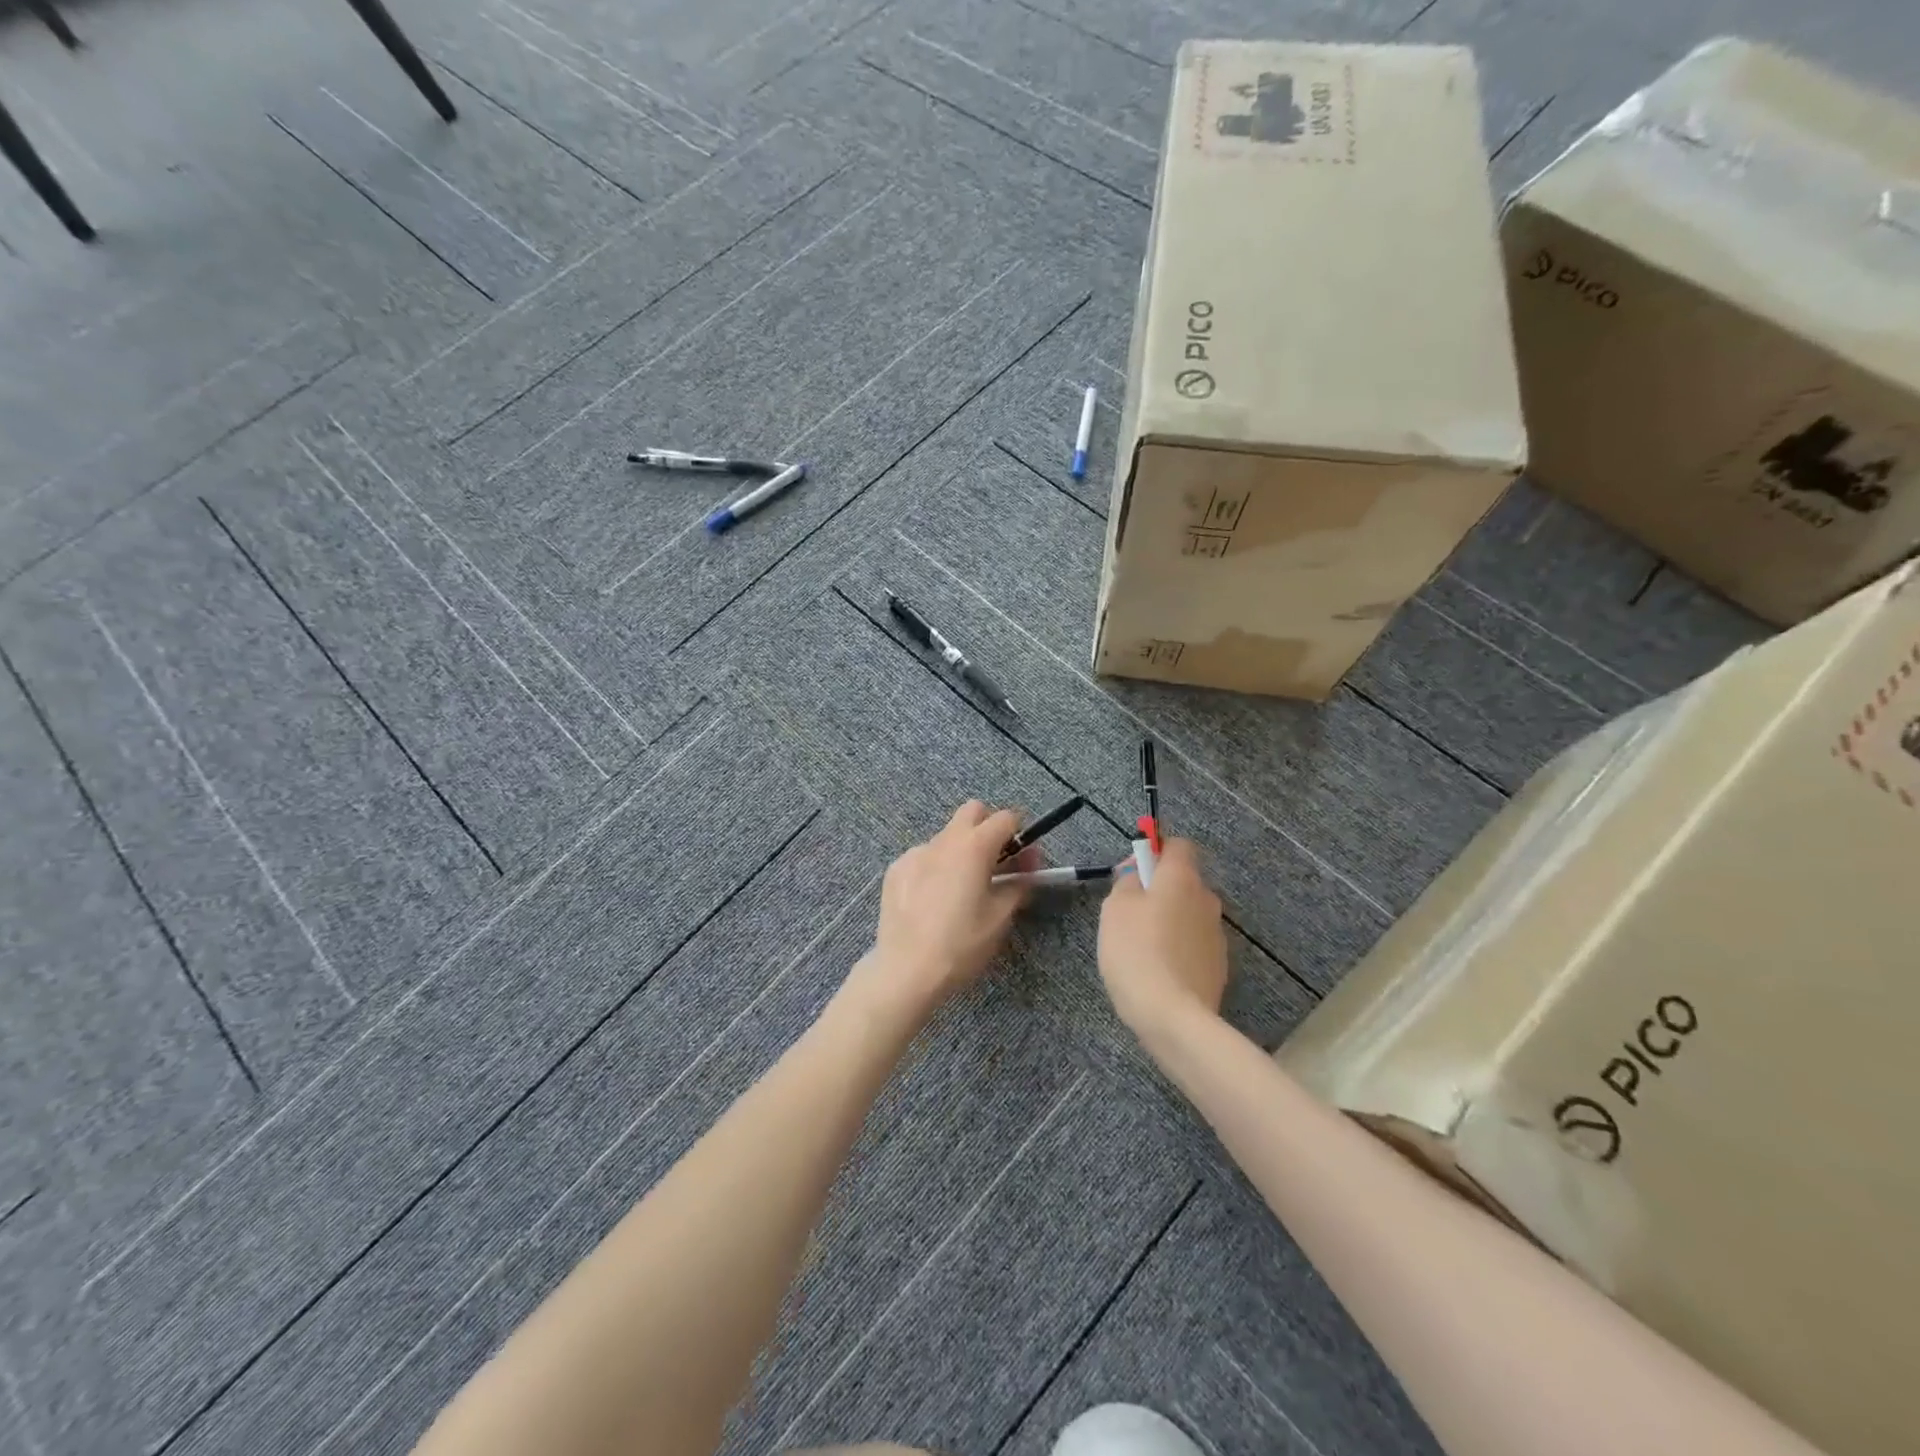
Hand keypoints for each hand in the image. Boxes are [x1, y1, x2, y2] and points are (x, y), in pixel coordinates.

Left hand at [844, 801, 1036, 1026]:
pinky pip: (924, 856)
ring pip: (946, 836)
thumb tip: (1028, 864)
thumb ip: (1020, 883)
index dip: (1020, 835)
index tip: (1023, 860)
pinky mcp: (895, 869)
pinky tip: (933, 900)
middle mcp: (943, 840)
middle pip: (972, 812)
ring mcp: (915, 853)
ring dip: (961, 850)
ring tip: (961, 889)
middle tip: (995, 863)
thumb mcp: (1000, 917)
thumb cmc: (961, 944)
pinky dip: (936, 867)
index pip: (1005, 818)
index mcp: (974, 847)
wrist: (906, 970)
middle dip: (988, 828)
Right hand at [1098, 837, 1227, 1044]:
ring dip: (1169, 921)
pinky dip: (1178, 948)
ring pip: (1188, 914)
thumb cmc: (1136, 951)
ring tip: (1142, 947)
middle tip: (1128, 913)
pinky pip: (1193, 944)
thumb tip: (1138, 877)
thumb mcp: (1115, 908)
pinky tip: (1158, 970)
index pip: (1178, 845)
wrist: (1173, 1016)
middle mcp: (1206, 899)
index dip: (1156, 851)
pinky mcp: (1218, 966)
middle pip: (1183, 882)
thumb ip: (1126, 882)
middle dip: (1159, 890)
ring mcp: (1217, 935)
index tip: (1133, 872)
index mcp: (1182, 878)